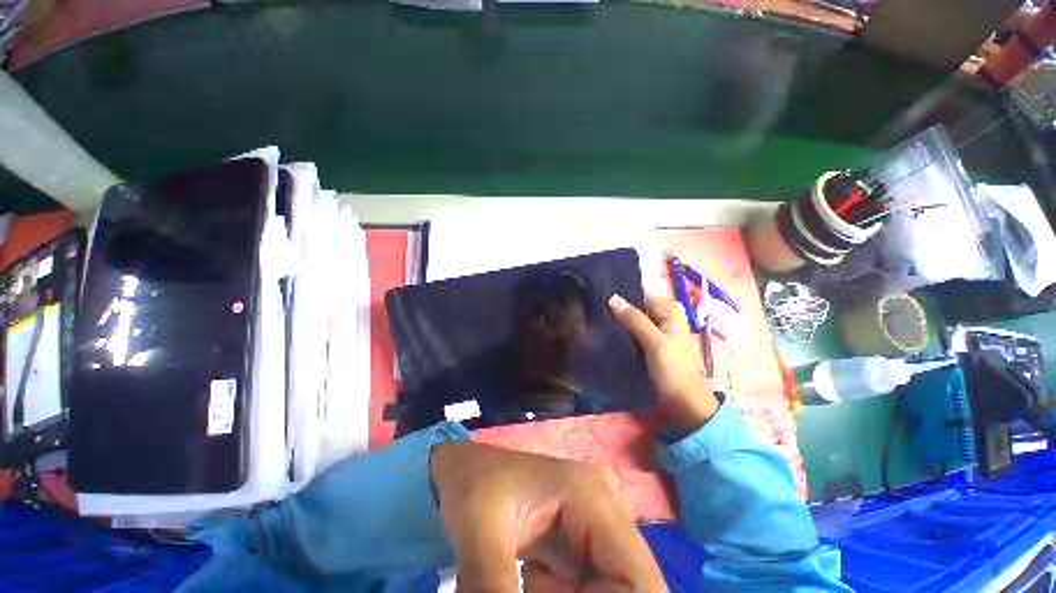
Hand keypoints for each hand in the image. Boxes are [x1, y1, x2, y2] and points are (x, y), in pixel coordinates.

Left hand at [430, 441, 664, 591]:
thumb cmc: (472, 484)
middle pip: (632, 586)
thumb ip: (493, 592)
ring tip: (532, 583)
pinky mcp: (581, 544)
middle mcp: (605, 510)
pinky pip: (592, 589)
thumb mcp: (479, 535)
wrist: (461, 469)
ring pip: (614, 589)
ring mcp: (595, 527)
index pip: (638, 578)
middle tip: (537, 592)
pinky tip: (533, 582)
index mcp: (591, 497)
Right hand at [609, 294, 718, 435]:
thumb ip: (635, 319)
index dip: (622, 297)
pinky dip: (623, 332)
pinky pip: (633, 331)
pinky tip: (607, 333)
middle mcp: (664, 316)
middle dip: (618, 309)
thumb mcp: (654, 342)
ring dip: (619, 321)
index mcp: (670, 310)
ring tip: (597, 321)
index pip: (641, 294)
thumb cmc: (673, 369)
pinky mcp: (649, 343)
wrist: (683, 401)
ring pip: (633, 319)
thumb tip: (613, 298)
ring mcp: (656, 330)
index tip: (600, 300)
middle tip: (595, 312)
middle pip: (636, 306)